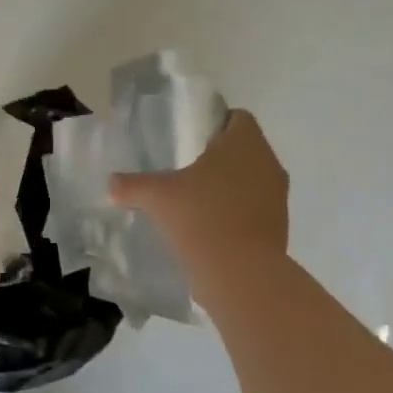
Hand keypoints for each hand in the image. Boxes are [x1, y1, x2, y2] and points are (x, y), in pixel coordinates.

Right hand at [109, 111, 287, 301]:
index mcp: (244, 142)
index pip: (237, 118)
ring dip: (229, 186)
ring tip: (196, 201)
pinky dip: (236, 212)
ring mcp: (277, 197)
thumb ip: (132, 185)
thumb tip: (112, 183)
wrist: (241, 274)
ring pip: (251, 179)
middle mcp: (268, 163)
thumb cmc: (201, 217)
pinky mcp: (279, 226)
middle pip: (244, 149)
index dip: (215, 124)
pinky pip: (255, 208)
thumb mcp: (157, 196)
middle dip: (218, 158)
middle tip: (186, 171)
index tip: (191, 140)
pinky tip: (210, 227)